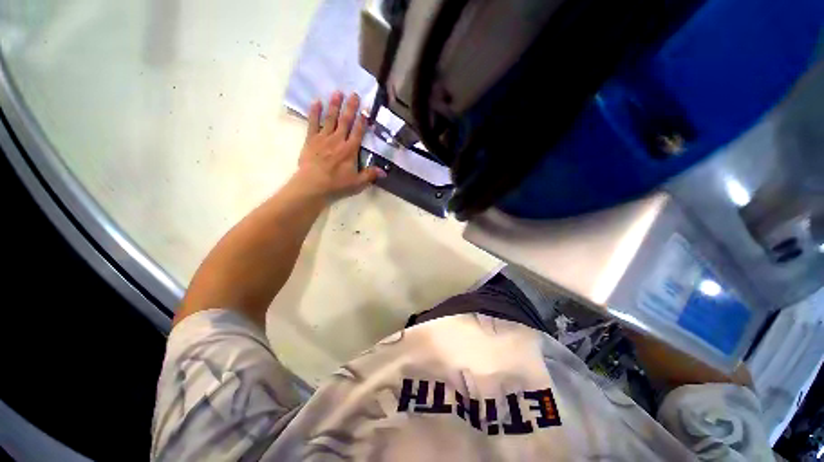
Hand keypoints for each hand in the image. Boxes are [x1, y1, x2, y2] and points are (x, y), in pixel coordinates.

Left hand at [296, 91, 384, 201]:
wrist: (313, 185)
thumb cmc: (337, 184)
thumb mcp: (357, 183)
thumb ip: (370, 175)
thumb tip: (384, 172)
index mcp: (350, 150)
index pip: (358, 132)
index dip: (363, 120)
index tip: (366, 109)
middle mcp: (338, 140)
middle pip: (345, 121)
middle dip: (350, 107)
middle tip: (354, 94)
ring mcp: (323, 138)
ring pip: (330, 119)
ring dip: (334, 105)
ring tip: (338, 92)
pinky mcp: (311, 140)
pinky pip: (313, 123)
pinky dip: (314, 112)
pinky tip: (316, 102)